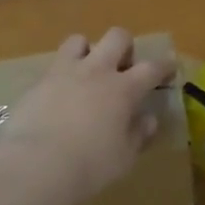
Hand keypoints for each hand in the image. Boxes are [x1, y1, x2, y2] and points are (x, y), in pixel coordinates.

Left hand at [0, 29, 175, 204]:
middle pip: (117, 37)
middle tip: (123, 68)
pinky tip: (59, 96)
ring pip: (79, 40)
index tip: (170, 64)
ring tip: (87, 73)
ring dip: (88, 51)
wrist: (35, 165)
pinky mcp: (38, 82)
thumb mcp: (123, 158)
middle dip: (125, 47)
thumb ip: (138, 135)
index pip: (151, 68)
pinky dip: (62, 75)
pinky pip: (54, 65)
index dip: (164, 64)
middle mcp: (96, 71)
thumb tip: (148, 120)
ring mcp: (65, 72)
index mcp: (123, 89)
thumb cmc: (88, 166)